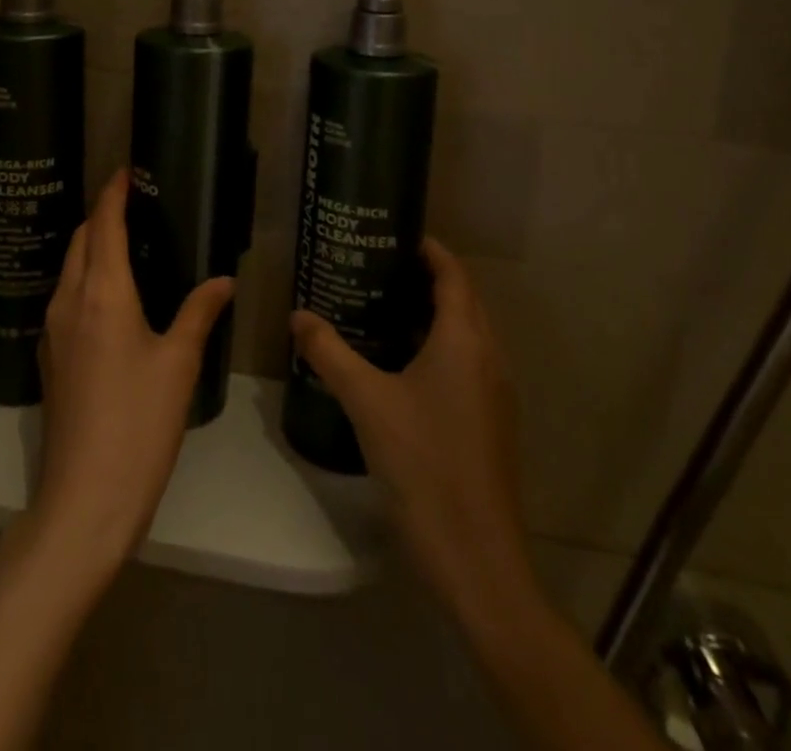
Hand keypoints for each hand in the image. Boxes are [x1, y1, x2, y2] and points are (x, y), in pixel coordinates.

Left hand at [28, 168, 234, 575]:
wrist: (85, 498)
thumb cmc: (139, 423)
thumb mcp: (178, 364)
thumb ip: (199, 312)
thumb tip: (223, 280)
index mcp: (102, 293)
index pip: (103, 225)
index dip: (113, 193)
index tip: (126, 170)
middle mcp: (69, 301)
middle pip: (80, 240)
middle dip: (100, 214)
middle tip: (133, 202)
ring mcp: (54, 330)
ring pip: (69, 267)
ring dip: (91, 244)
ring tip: (126, 240)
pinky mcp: (51, 356)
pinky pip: (66, 296)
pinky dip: (85, 276)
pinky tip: (111, 293)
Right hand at [289, 239, 530, 611]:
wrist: (475, 556)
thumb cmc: (423, 463)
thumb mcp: (366, 401)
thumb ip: (330, 353)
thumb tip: (297, 316)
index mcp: (465, 339)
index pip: (452, 272)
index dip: (427, 248)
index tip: (390, 234)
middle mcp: (488, 356)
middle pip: (460, 299)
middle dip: (422, 278)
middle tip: (373, 266)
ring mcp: (493, 391)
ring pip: (463, 333)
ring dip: (428, 314)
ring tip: (377, 306)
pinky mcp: (489, 420)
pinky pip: (464, 363)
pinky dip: (434, 347)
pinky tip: (395, 363)